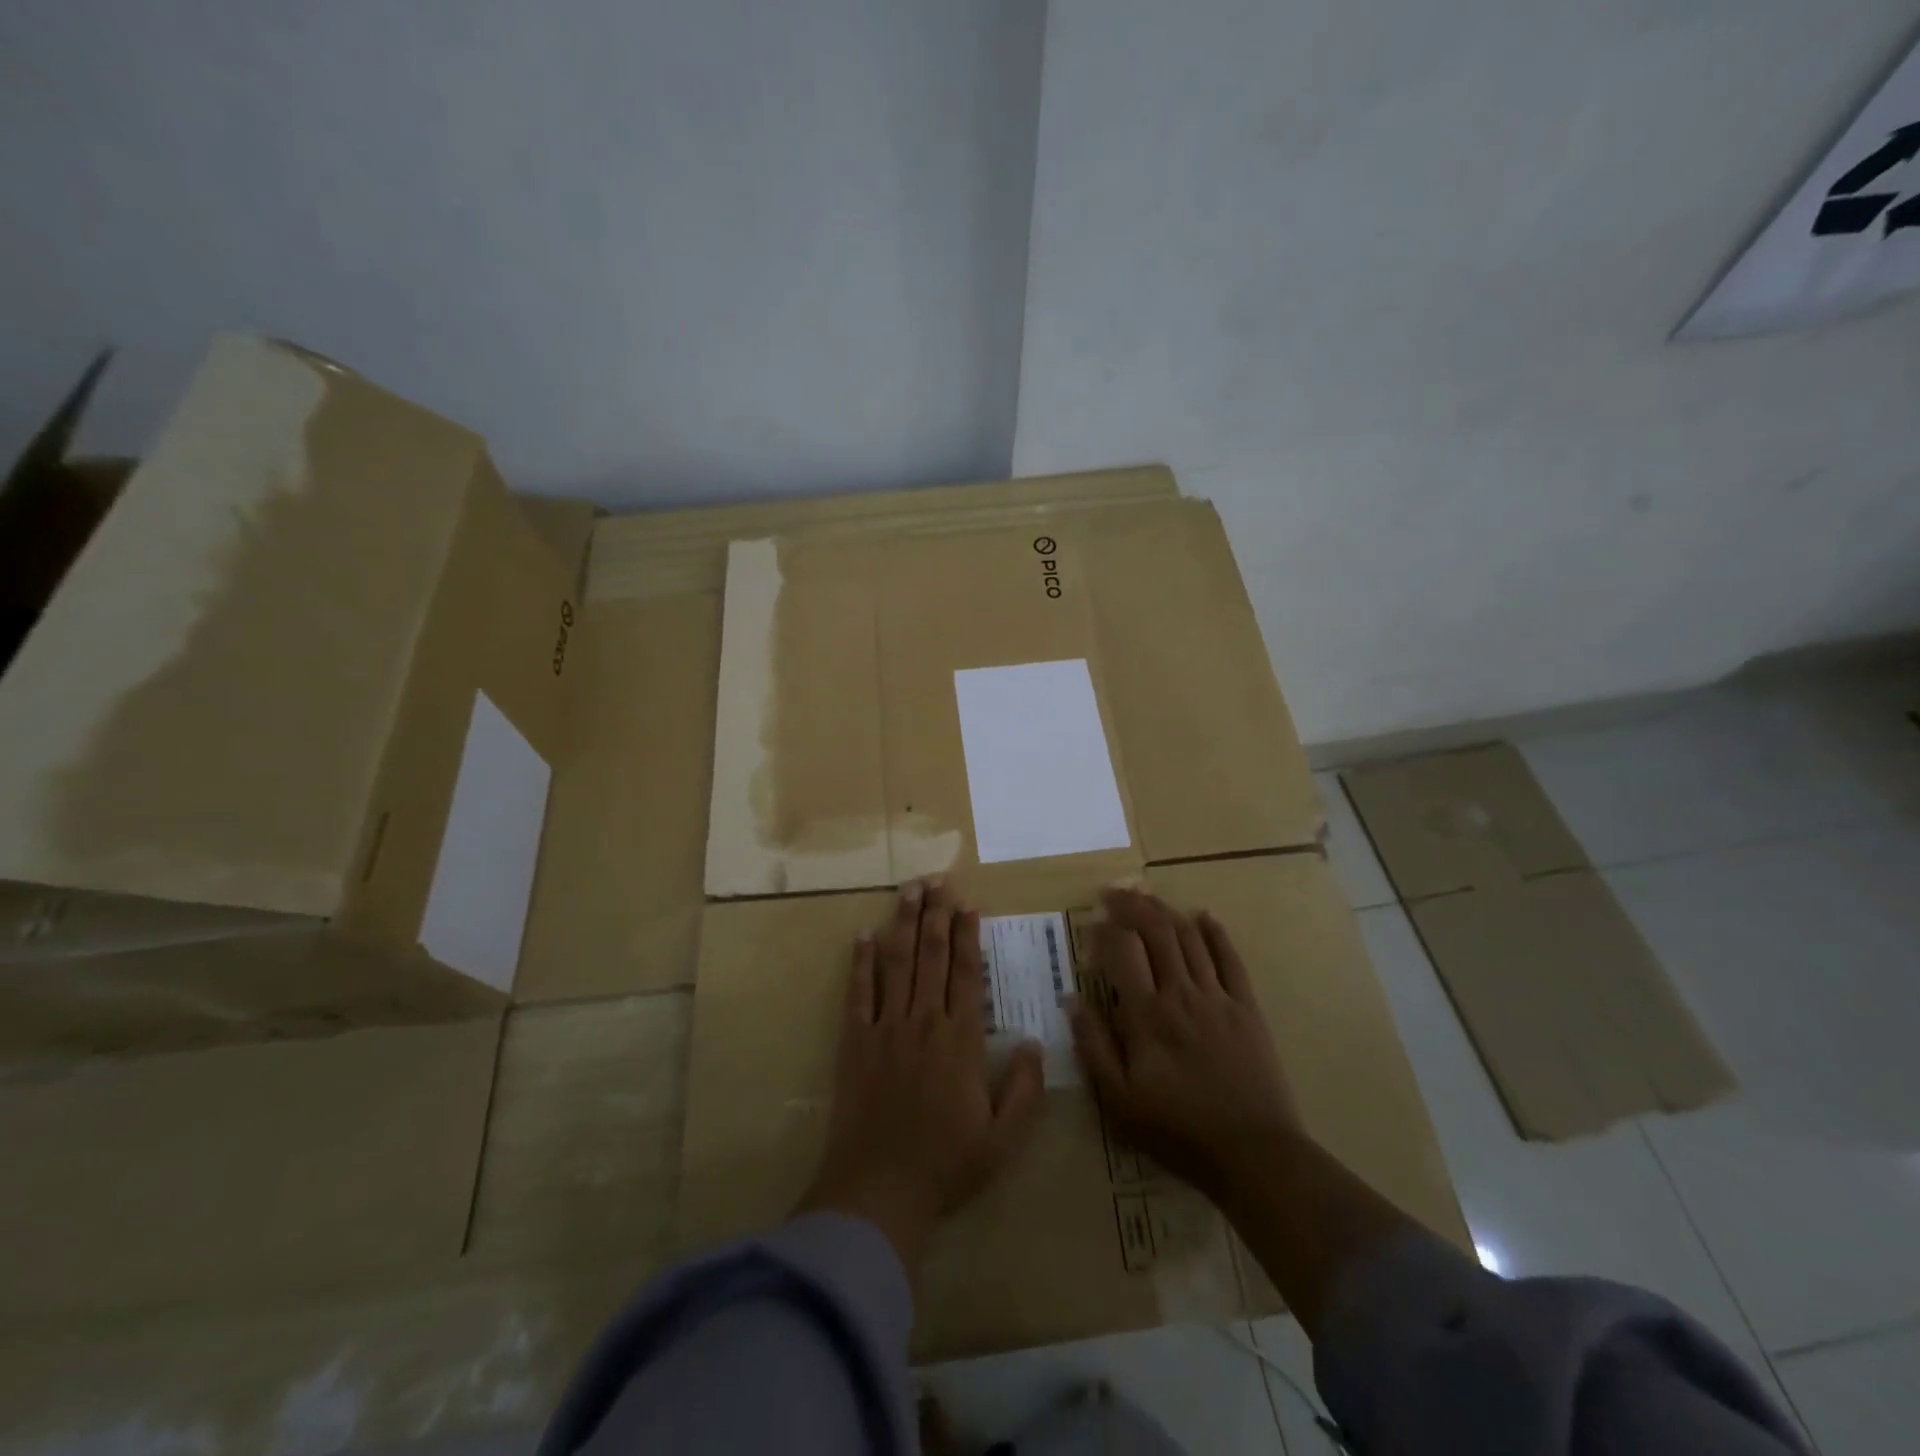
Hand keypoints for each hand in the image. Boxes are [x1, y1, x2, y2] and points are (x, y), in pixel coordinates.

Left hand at [797, 880, 1045, 1271]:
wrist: (879, 1191)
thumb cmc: (945, 1165)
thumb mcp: (1004, 1139)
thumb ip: (1026, 1089)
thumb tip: (1037, 1041)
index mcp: (961, 1041)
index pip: (965, 975)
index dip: (967, 937)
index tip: (968, 906)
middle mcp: (924, 1023)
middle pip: (930, 957)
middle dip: (935, 915)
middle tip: (938, 881)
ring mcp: (886, 1028)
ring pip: (896, 963)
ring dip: (902, 923)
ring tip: (909, 890)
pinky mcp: (855, 1042)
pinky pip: (858, 993)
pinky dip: (860, 962)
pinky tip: (863, 935)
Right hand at [1069, 888, 1303, 1203]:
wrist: (1254, 1154)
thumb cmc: (1178, 1130)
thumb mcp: (1119, 1101)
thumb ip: (1093, 1047)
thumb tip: (1072, 1000)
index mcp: (1146, 1016)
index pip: (1121, 951)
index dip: (1104, 929)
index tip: (1091, 921)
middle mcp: (1180, 994)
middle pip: (1155, 933)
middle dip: (1131, 906)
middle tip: (1114, 893)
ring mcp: (1217, 997)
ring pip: (1189, 938)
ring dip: (1165, 911)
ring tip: (1147, 896)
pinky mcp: (1246, 1007)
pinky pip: (1230, 958)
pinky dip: (1215, 932)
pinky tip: (1203, 916)